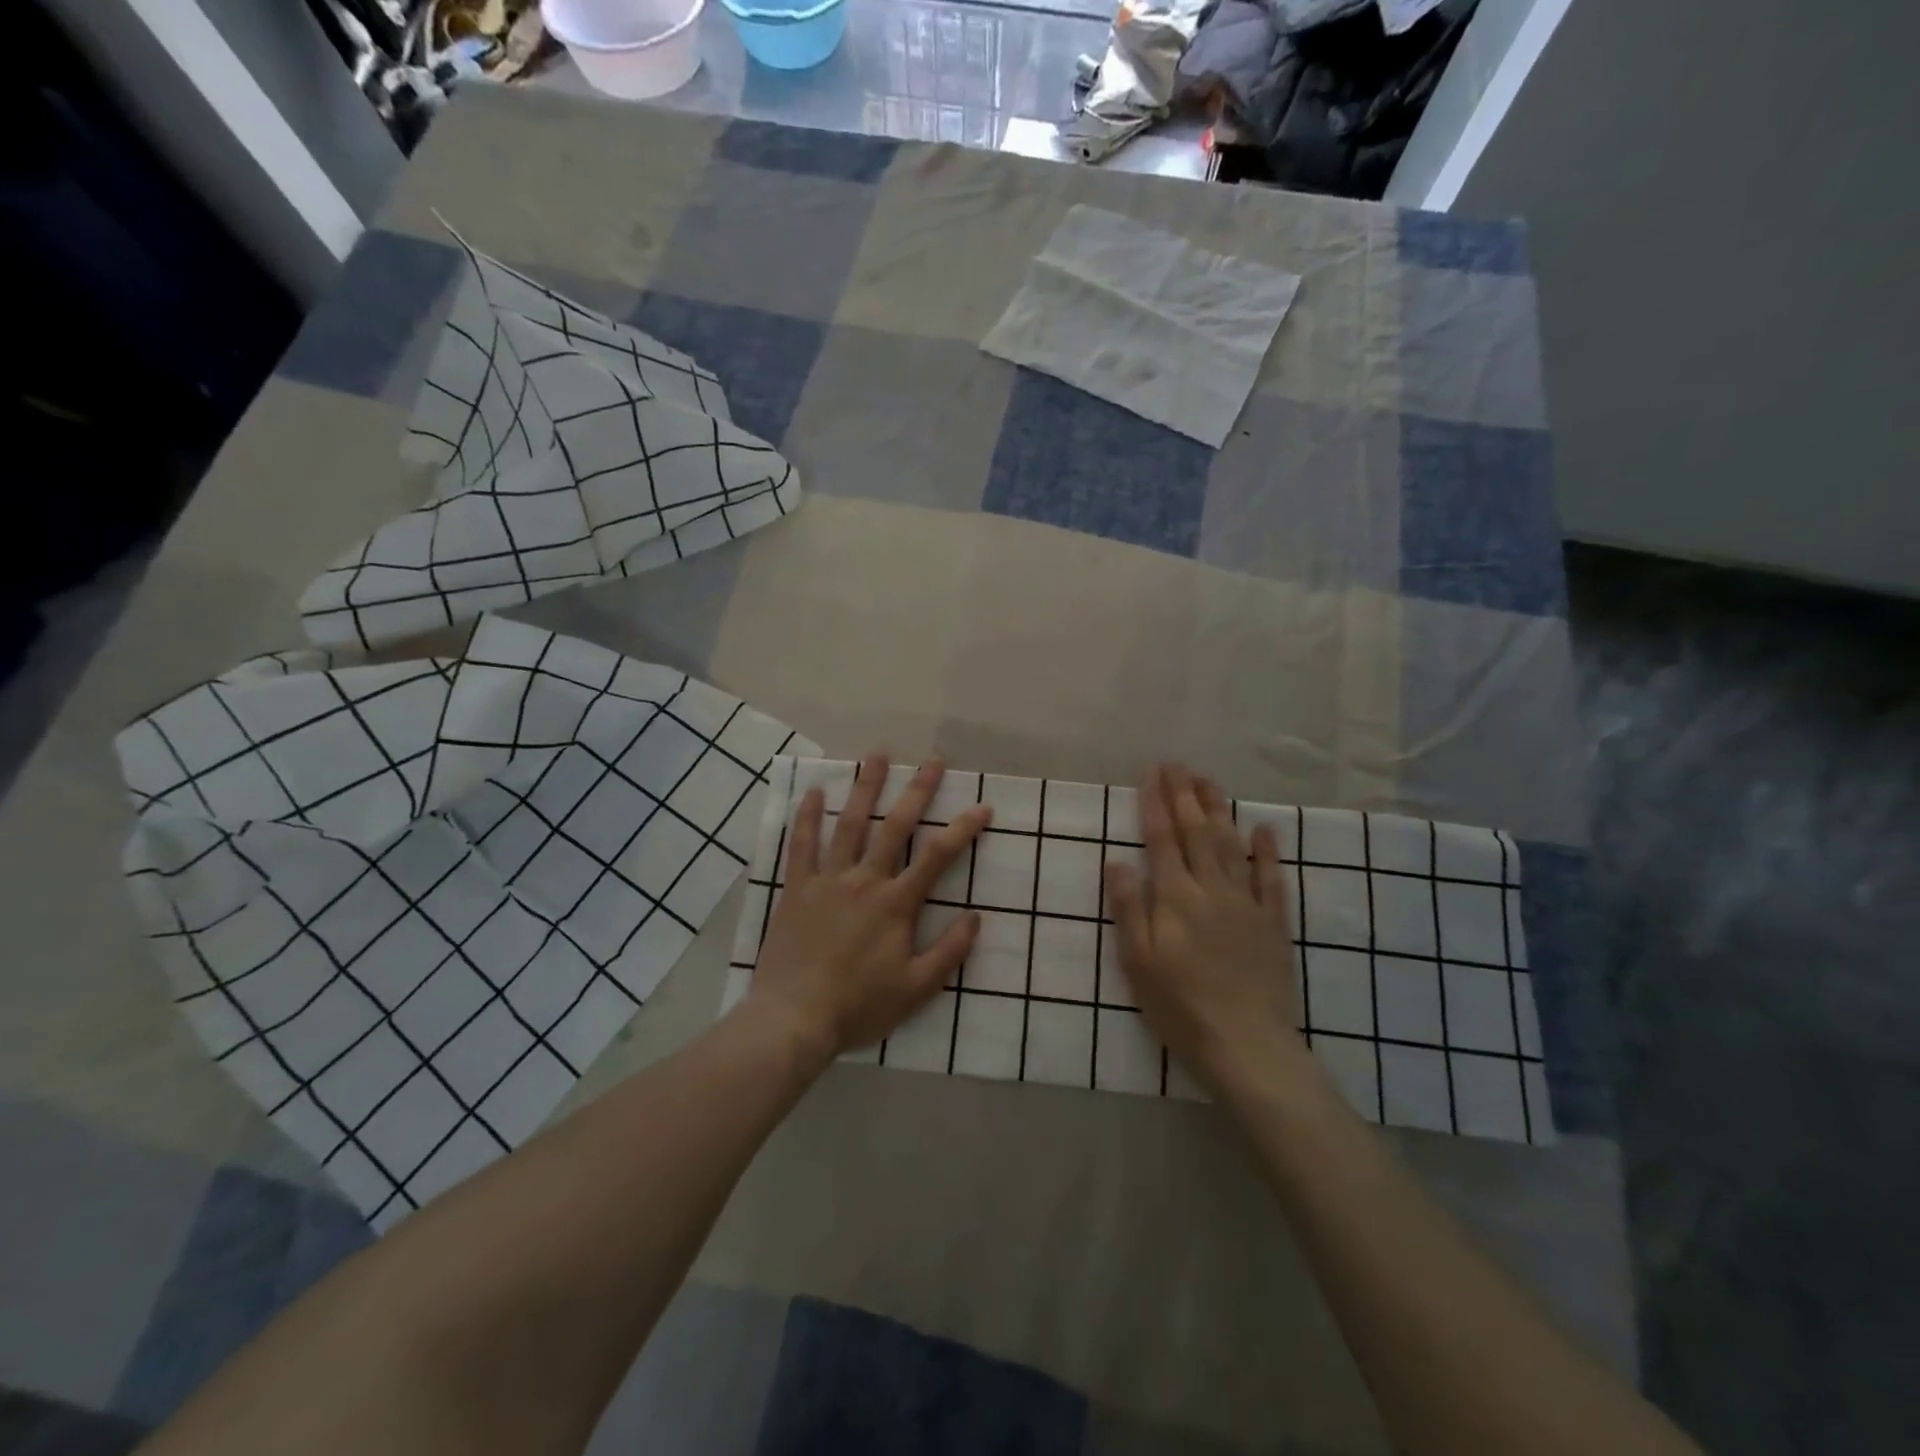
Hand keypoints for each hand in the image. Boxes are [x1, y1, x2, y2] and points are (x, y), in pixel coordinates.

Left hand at [744, 753, 992, 1064]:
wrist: (793, 1019)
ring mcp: (827, 880)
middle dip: (917, 792)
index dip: (963, 829)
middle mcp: (864, 881)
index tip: (983, 807)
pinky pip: (801, 845)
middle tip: (933, 762)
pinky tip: (814, 791)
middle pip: (894, 827)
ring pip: (849, 825)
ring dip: (866, 788)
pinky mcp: (796, 888)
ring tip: (878, 756)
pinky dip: (807, 816)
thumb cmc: (858, 1007)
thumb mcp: (915, 989)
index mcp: (895, 904)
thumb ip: (949, 951)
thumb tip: (976, 916)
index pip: (937, 857)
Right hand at [1103, 764, 1301, 1089]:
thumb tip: (1117, 861)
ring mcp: (1247, 904)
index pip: (1162, 839)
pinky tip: (1264, 830)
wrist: (1246, 1045)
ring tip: (1208, 782)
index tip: (1152, 772)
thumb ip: (1128, 908)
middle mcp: (1212, 889)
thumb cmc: (1180, 1006)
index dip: (1155, 802)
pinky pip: (1271, 879)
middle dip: (1185, 795)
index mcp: (1175, 897)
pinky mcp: (1273, 923)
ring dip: (1219, 810)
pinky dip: (1267, 852)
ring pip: (1231, 846)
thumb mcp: (1138, 962)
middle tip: (1177, 764)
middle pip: (1197, 832)